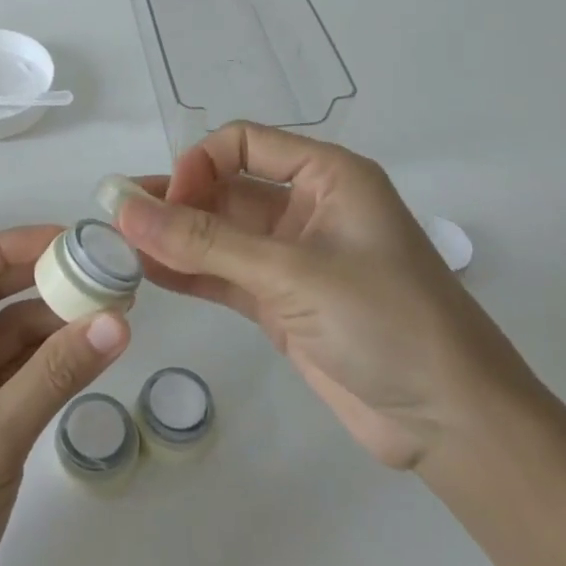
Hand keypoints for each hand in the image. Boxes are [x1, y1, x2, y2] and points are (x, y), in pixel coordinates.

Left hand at [0, 227, 130, 565]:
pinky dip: (51, 357)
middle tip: (98, 266)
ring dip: (52, 319)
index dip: (10, 246)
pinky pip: (16, 370)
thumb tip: (119, 321)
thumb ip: (54, 376)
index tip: (67, 239)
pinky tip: (92, 345)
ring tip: (110, 303)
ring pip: (6, 332)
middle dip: (38, 280)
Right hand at [117, 123, 536, 469]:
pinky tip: (146, 275)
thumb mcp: (292, 274)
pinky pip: (224, 274)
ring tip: (117, 247)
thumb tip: (124, 209)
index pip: (244, 143)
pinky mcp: (281, 302)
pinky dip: (188, 273)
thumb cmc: (386, 321)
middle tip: (115, 220)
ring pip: (219, 234)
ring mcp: (292, 258)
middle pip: (225, 188)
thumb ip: (204, 243)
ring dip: (173, 239)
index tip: (167, 201)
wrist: (451, 422)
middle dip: (174, 202)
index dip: (199, 163)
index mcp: (327, 176)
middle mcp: (307, 208)